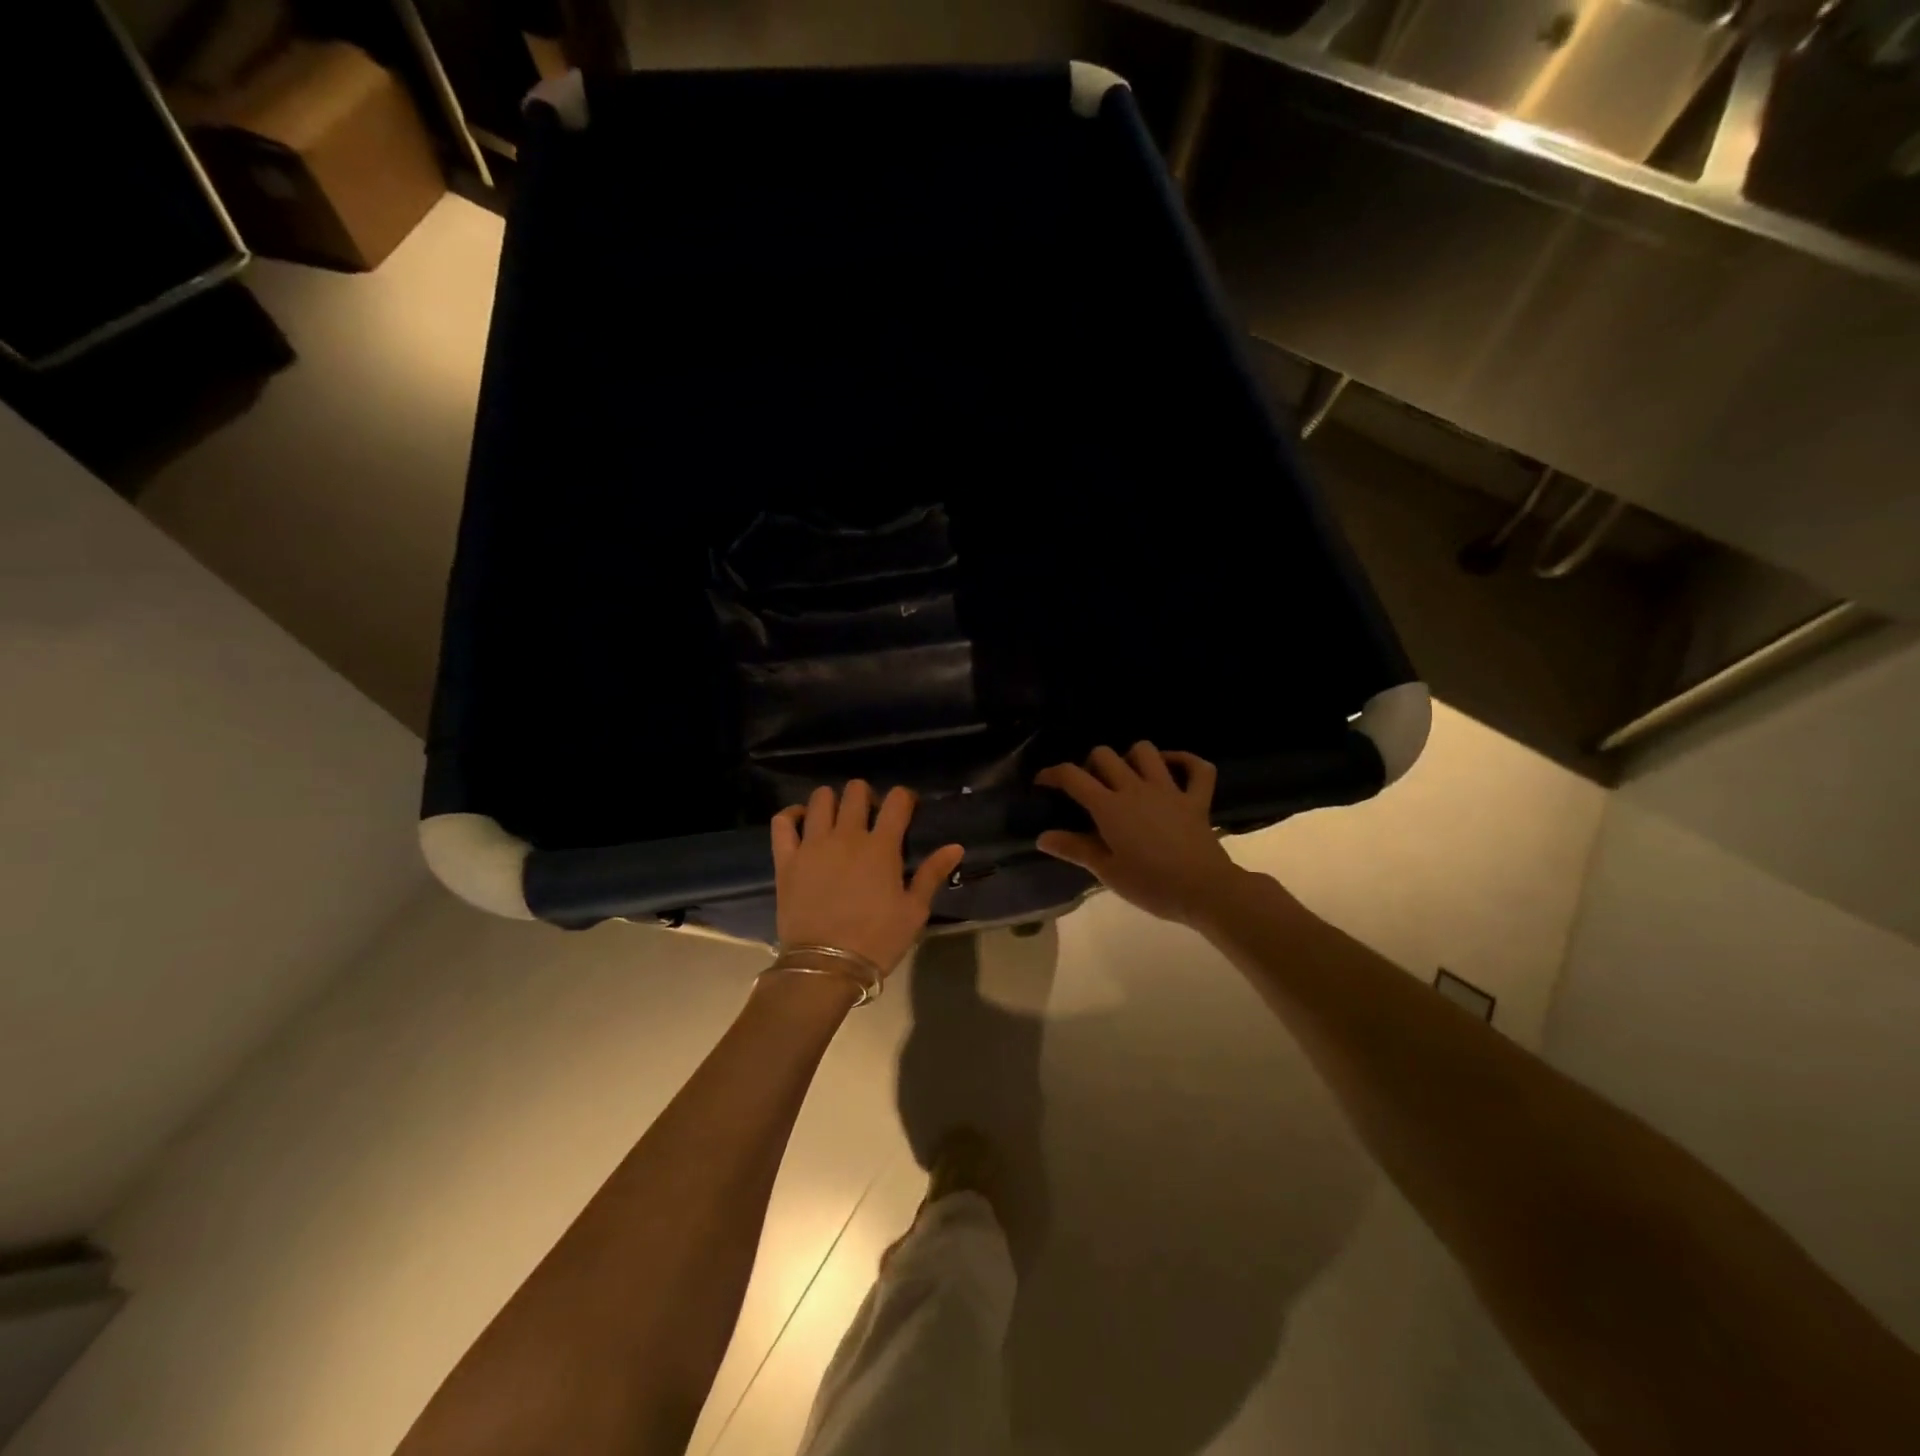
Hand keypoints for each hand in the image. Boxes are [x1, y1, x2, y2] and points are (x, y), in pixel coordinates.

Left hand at [770, 781, 964, 977]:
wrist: (825, 967)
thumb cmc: (876, 940)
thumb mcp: (914, 911)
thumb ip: (932, 874)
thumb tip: (956, 847)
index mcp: (881, 846)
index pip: (896, 801)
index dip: (904, 798)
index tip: (907, 808)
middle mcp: (846, 836)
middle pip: (856, 791)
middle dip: (867, 795)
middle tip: (870, 816)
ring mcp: (812, 844)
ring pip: (820, 799)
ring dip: (832, 801)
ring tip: (837, 817)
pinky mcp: (786, 859)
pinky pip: (783, 821)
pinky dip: (792, 815)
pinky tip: (802, 821)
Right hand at [1034, 743, 1239, 925]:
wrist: (1204, 890)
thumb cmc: (1151, 885)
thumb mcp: (1107, 872)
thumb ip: (1075, 849)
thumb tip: (1042, 837)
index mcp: (1109, 807)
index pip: (1073, 777)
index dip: (1053, 774)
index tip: (1043, 782)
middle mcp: (1135, 789)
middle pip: (1105, 755)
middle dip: (1090, 764)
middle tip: (1089, 786)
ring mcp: (1169, 790)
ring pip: (1146, 751)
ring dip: (1131, 757)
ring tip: (1126, 776)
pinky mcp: (1196, 799)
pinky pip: (1196, 767)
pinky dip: (1184, 761)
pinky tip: (1171, 767)